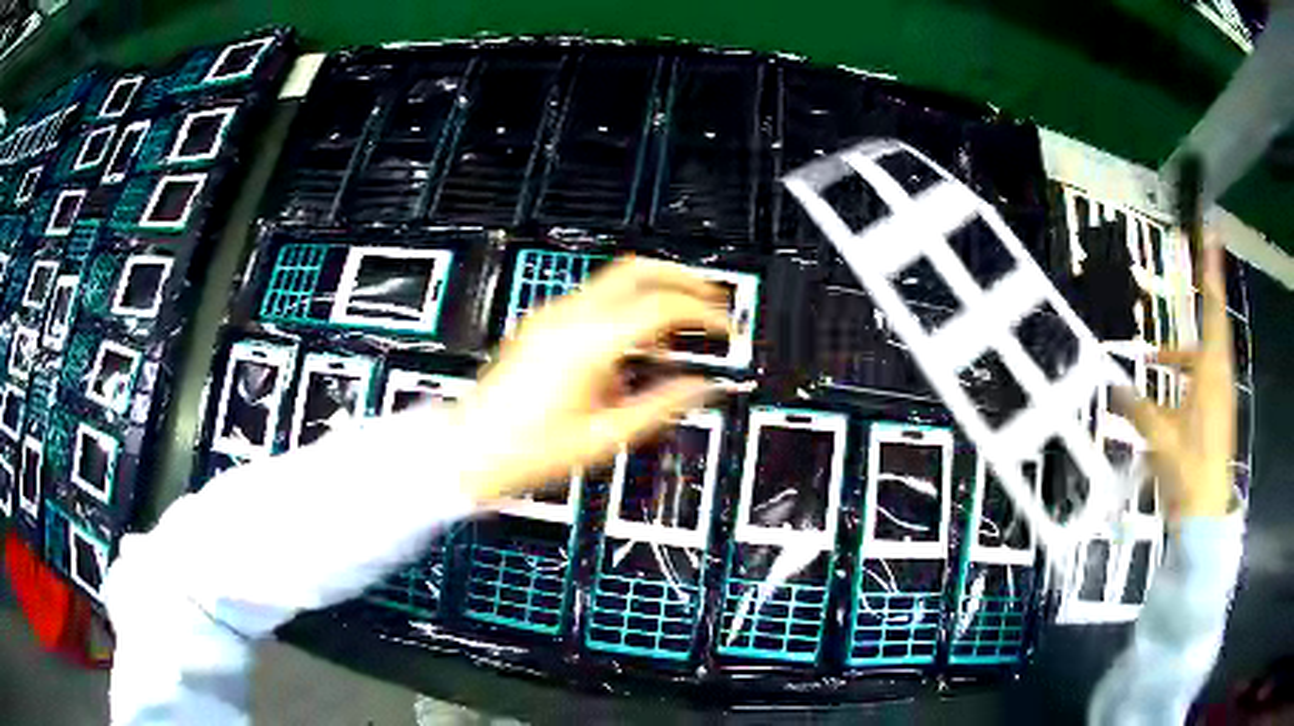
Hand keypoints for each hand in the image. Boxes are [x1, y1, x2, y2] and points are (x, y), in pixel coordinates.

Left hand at [452, 257, 729, 502]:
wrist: (471, 448)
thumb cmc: (525, 449)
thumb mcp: (605, 436)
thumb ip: (662, 405)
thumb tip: (701, 387)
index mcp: (587, 343)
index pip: (662, 305)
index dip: (703, 312)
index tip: (724, 327)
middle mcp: (567, 317)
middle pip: (637, 268)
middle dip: (682, 277)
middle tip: (712, 296)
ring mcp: (550, 316)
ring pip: (615, 277)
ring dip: (654, 289)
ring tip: (680, 322)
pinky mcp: (541, 324)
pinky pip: (594, 298)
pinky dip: (626, 306)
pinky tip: (637, 342)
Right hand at [1123, 242, 1235, 520]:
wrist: (1206, 517)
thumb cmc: (1189, 472)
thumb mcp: (1160, 439)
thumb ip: (1138, 410)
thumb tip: (1113, 386)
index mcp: (1211, 373)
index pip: (1213, 311)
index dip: (1212, 273)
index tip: (1212, 235)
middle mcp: (1219, 378)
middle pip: (1208, 332)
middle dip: (1193, 308)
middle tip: (1179, 291)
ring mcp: (1219, 399)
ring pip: (1201, 360)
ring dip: (1180, 355)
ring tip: (1154, 359)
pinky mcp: (1215, 417)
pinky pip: (1200, 383)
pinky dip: (1183, 379)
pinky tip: (1165, 396)